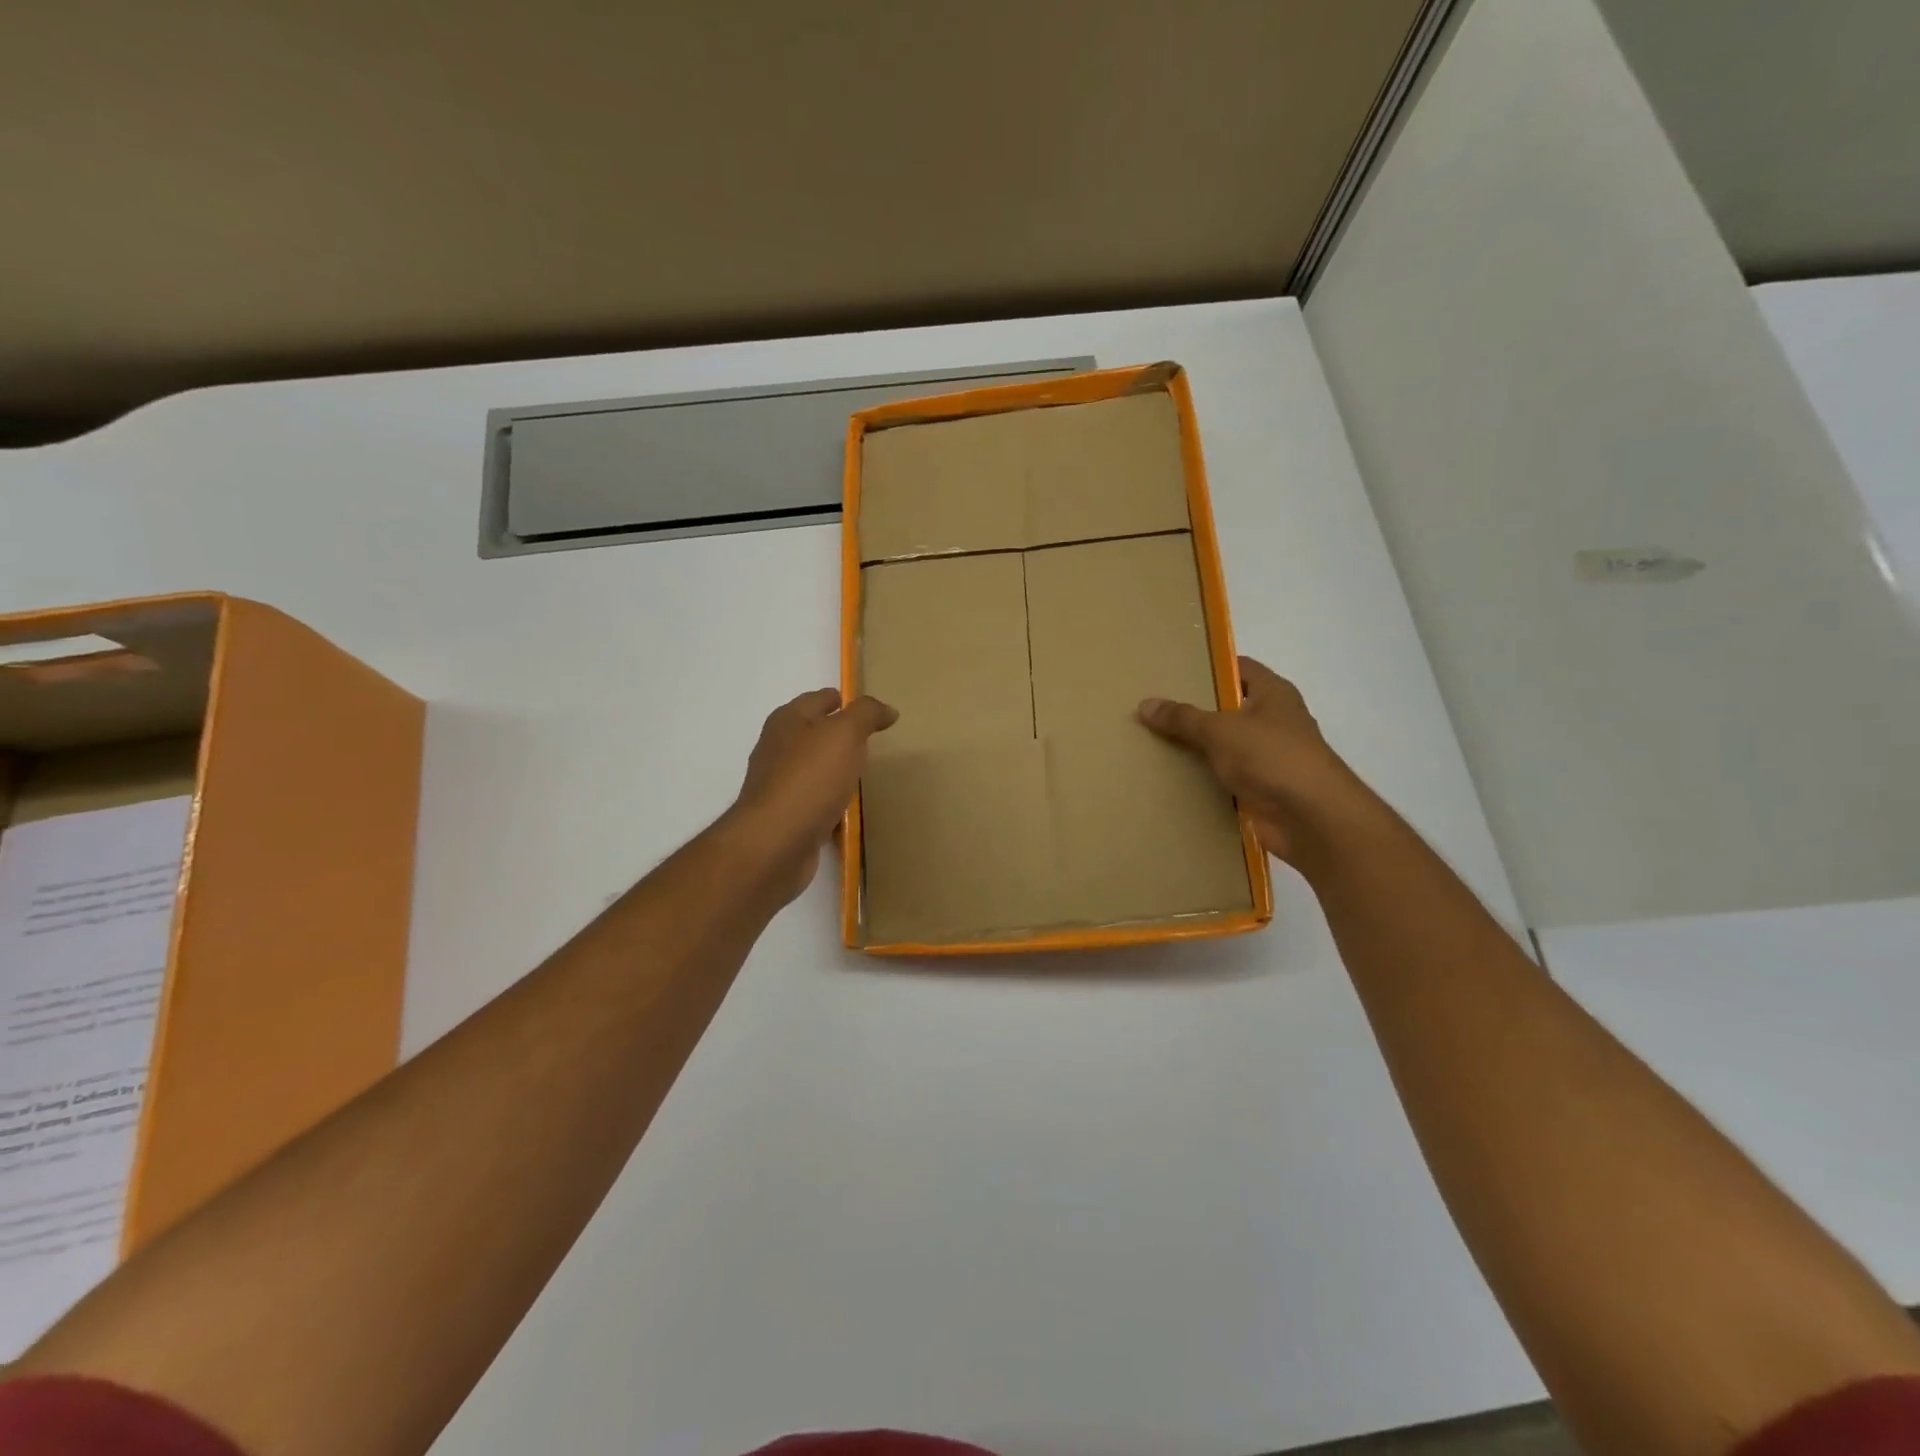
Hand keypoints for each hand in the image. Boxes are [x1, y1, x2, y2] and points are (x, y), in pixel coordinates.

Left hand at [726, 688, 897, 902]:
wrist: (774, 843)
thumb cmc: (810, 778)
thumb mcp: (845, 734)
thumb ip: (867, 714)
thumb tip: (887, 710)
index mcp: (788, 720)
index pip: (820, 699)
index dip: (846, 701)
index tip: (873, 713)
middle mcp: (778, 748)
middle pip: (814, 734)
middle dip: (840, 736)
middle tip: (872, 744)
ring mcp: (779, 784)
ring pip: (814, 769)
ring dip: (835, 771)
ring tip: (863, 776)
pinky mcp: (785, 817)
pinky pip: (814, 802)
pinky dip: (830, 803)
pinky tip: (847, 811)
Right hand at [1139, 657, 1377, 864]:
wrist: (1311, 819)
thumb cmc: (1272, 757)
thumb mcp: (1220, 730)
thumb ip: (1182, 717)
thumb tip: (1145, 704)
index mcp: (1273, 694)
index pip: (1239, 668)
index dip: (1209, 666)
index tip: (1172, 670)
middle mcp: (1274, 721)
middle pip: (1228, 708)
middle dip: (1195, 709)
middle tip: (1153, 707)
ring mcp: (1269, 757)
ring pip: (1225, 745)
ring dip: (1198, 747)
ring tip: (1153, 741)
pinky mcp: (1261, 789)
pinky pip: (1225, 777)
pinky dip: (1204, 778)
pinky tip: (1172, 778)